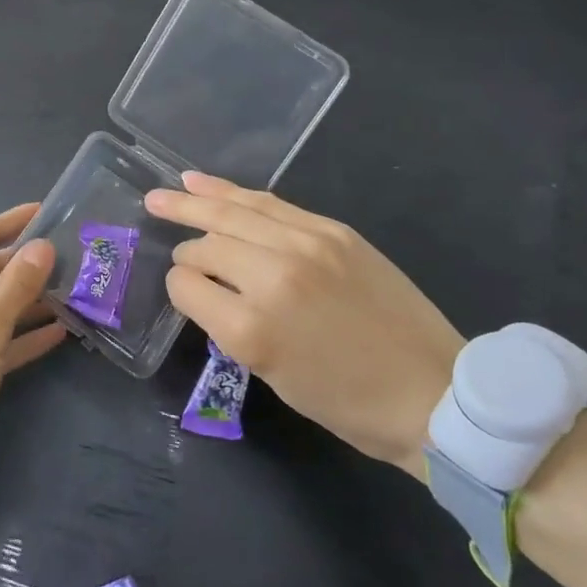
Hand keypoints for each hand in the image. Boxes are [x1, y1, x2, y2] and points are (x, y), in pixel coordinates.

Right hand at [145, 173, 463, 479]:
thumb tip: (206, 287)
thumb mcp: (274, 376)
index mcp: (252, 329)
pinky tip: (207, 182)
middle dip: (184, 242)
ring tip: (165, 190)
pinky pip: (270, 203)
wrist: (433, 392)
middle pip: (207, 243)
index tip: (185, 292)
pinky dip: (234, 192)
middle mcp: (272, 277)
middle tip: (153, 213)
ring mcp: (306, 245)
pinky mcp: (332, 230)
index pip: (188, 285)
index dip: (179, 287)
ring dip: (195, 198)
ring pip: (234, 210)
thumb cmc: (348, 403)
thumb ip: (232, 326)